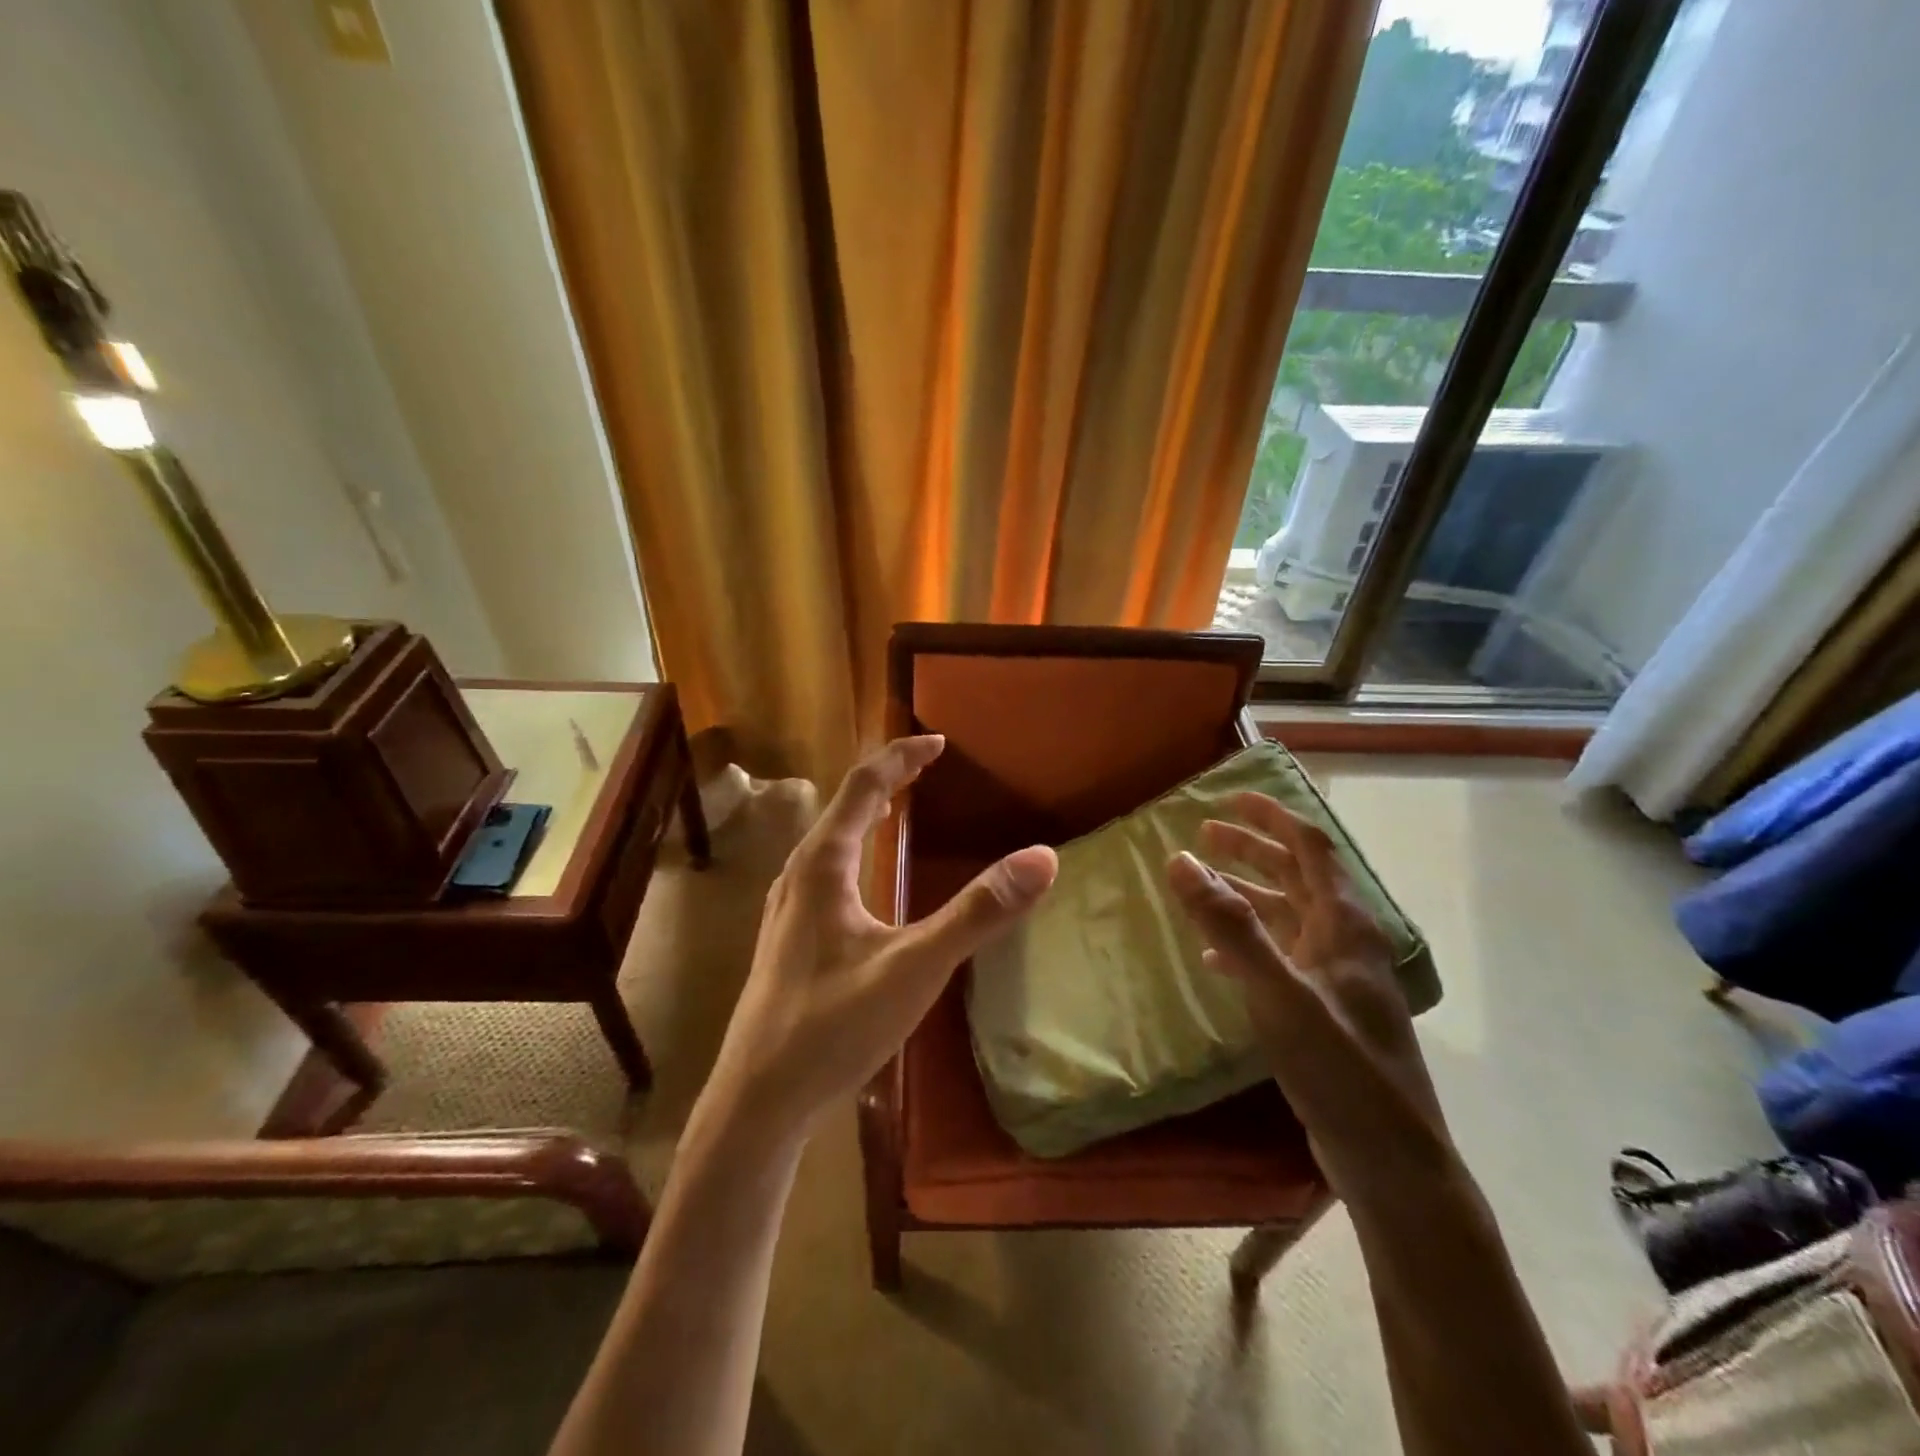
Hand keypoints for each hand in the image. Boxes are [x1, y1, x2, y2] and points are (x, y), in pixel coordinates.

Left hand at [702, 736, 1056, 1147]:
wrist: (759, 1099)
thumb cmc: (833, 1026)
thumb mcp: (915, 968)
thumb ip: (977, 914)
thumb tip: (1042, 858)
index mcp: (822, 864)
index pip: (862, 784)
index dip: (901, 757)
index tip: (939, 740)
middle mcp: (799, 874)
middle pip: (845, 806)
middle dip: (888, 778)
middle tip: (928, 764)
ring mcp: (788, 907)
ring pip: (831, 838)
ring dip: (868, 811)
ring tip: (901, 805)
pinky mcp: (789, 936)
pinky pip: (827, 867)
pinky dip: (857, 846)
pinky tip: (868, 878)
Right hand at [1166, 792, 1452, 1194]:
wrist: (1391, 1159)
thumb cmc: (1340, 1067)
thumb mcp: (1279, 992)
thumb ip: (1230, 925)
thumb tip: (1180, 859)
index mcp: (1344, 924)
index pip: (1310, 846)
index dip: (1270, 817)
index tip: (1227, 799)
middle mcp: (1344, 941)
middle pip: (1297, 875)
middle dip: (1251, 849)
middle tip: (1203, 836)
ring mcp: (1337, 978)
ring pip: (1287, 916)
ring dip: (1247, 893)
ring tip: (1202, 885)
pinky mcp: (1324, 1011)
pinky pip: (1281, 957)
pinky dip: (1247, 943)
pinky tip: (1215, 957)